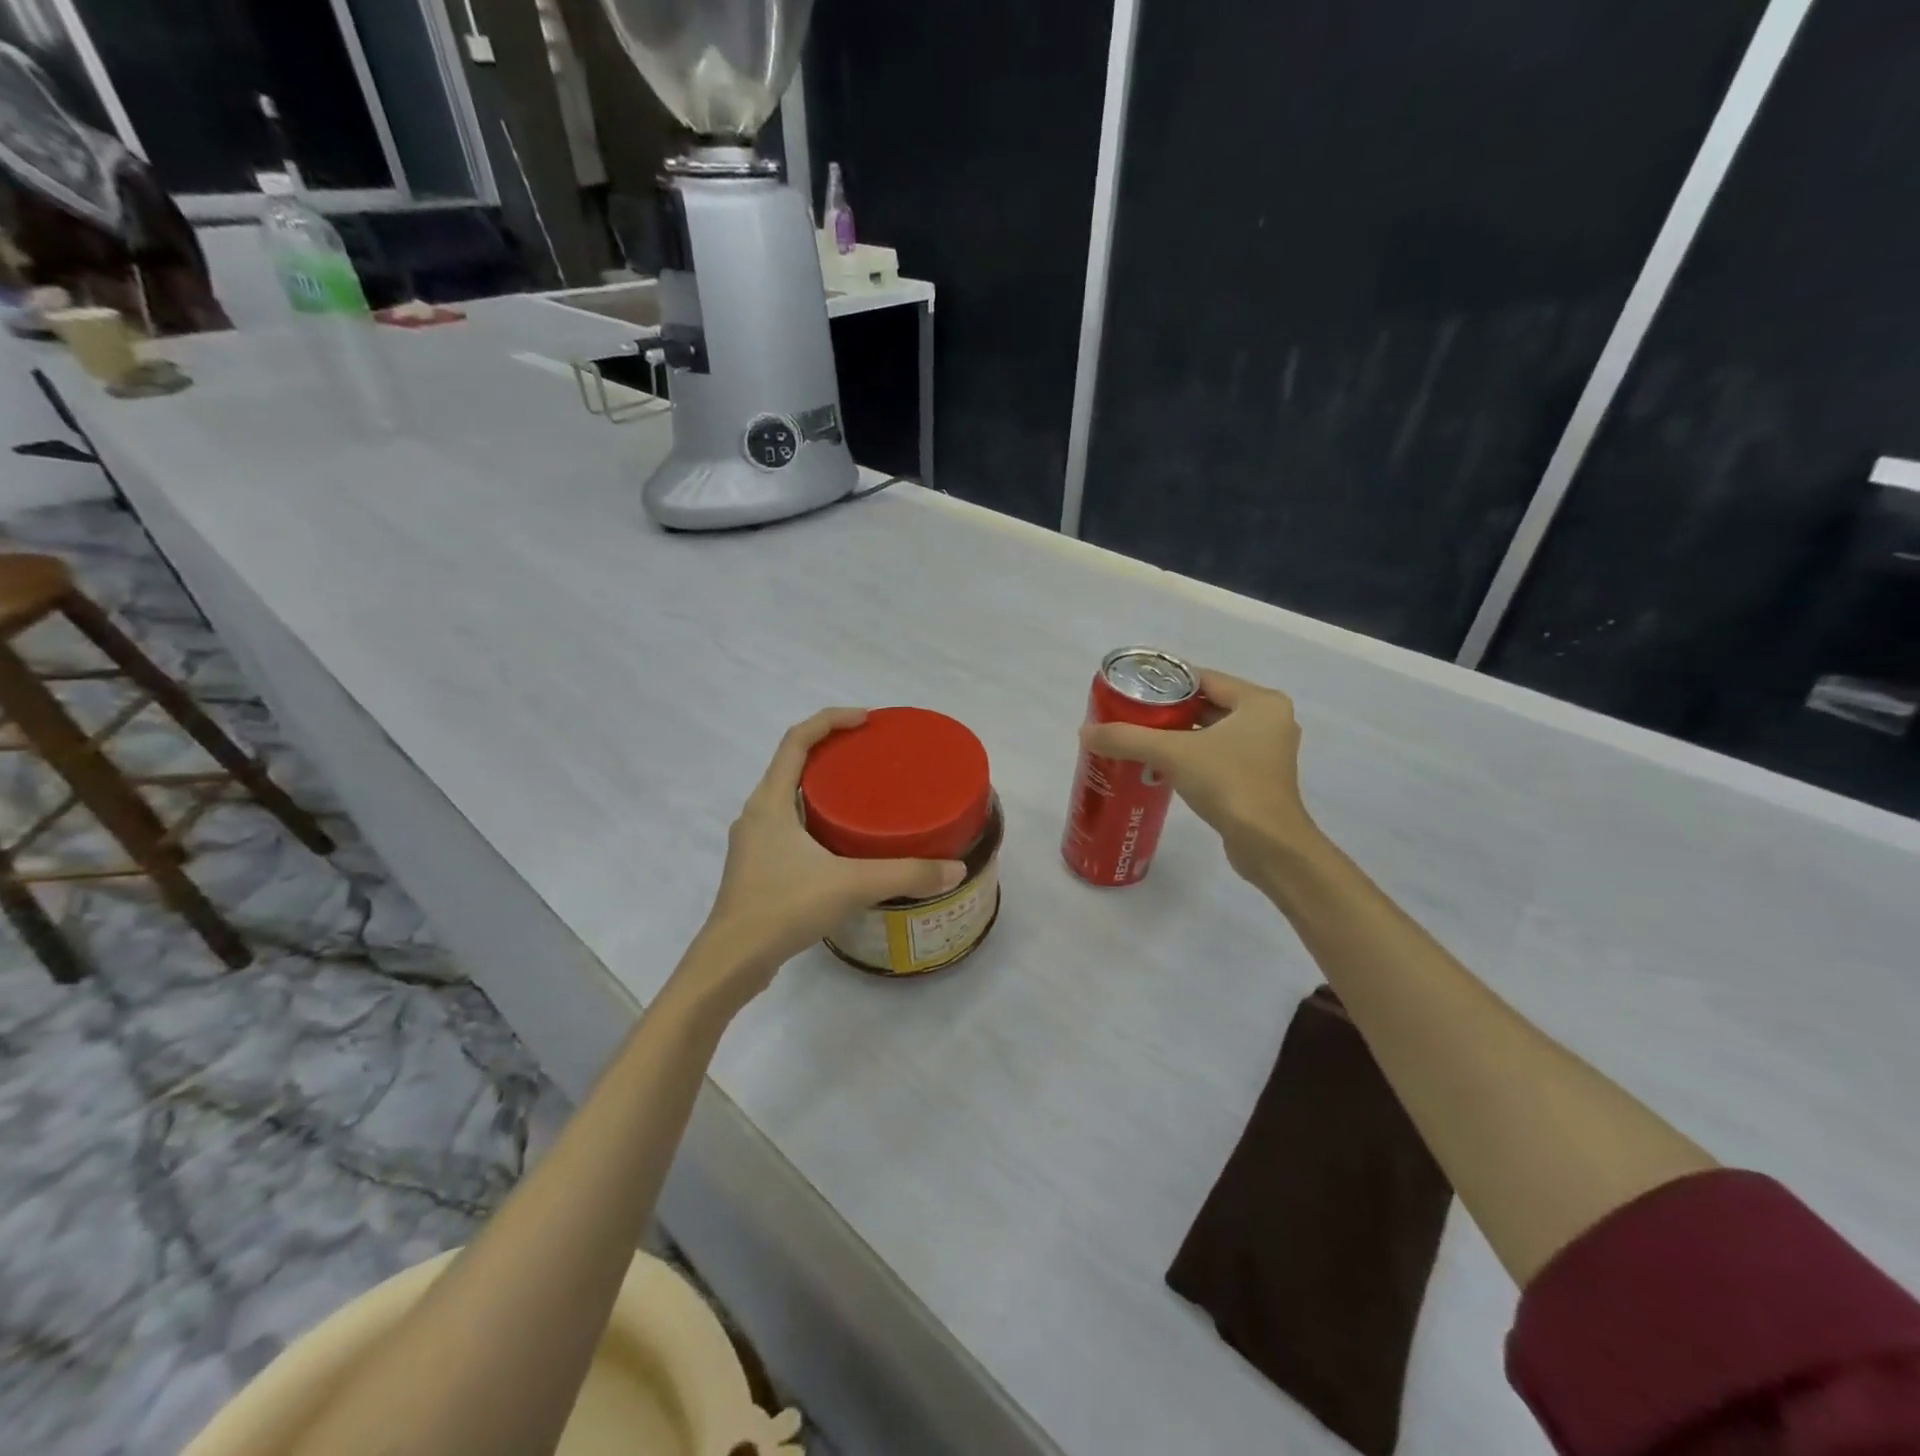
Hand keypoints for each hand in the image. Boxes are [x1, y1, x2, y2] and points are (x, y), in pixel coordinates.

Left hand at [686, 708, 966, 1005]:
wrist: (731, 962)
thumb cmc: (783, 908)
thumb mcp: (850, 886)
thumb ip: (905, 874)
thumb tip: (955, 869)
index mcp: (770, 802)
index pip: (796, 740)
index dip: (830, 720)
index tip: (867, 720)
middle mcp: (757, 814)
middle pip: (792, 764)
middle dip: (831, 751)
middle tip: (873, 756)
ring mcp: (754, 842)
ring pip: (789, 797)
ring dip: (822, 786)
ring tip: (864, 794)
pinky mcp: (758, 867)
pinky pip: (789, 825)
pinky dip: (816, 818)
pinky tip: (843, 842)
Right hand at [1081, 670, 1317, 882]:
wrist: (1268, 845)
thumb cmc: (1229, 784)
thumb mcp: (1173, 753)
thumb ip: (1128, 738)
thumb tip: (1085, 732)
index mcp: (1260, 702)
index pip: (1204, 679)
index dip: (1166, 682)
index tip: (1132, 690)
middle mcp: (1269, 721)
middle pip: (1207, 704)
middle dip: (1168, 711)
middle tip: (1130, 715)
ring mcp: (1266, 752)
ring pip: (1212, 732)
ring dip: (1179, 735)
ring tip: (1139, 738)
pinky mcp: (1258, 779)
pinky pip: (1218, 755)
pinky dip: (1192, 756)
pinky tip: (1161, 765)